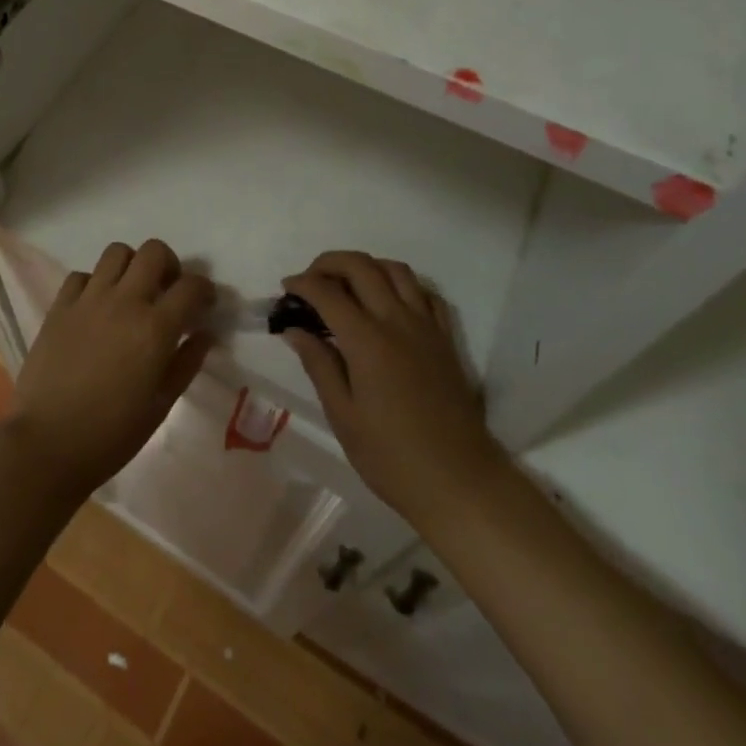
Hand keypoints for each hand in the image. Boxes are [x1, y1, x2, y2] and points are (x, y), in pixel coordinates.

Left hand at [4, 239, 214, 502]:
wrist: (47, 444)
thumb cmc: (111, 434)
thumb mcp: (160, 405)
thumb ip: (186, 363)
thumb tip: (204, 334)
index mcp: (155, 328)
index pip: (191, 286)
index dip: (205, 290)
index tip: (204, 304)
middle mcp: (124, 301)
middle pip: (154, 251)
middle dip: (169, 265)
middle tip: (167, 291)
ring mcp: (89, 299)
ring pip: (117, 252)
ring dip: (131, 266)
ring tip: (131, 293)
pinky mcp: (60, 306)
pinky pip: (82, 275)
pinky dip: (95, 283)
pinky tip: (96, 308)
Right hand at [281, 251, 503, 526]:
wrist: (459, 482)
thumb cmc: (392, 457)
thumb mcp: (343, 416)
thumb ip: (319, 364)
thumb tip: (295, 329)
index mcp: (367, 341)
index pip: (327, 292)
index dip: (302, 284)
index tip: (286, 290)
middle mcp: (397, 321)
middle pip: (361, 266)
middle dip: (329, 263)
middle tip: (310, 281)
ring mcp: (426, 326)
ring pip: (395, 270)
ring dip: (366, 266)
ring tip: (346, 284)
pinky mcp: (445, 338)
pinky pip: (424, 292)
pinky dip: (401, 284)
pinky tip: (388, 302)